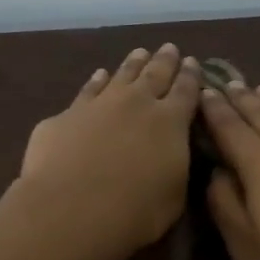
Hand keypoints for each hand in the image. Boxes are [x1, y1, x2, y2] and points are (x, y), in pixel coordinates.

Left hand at [18, 43, 202, 256]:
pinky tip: (99, 75)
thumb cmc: (136, 211)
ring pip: (121, 75)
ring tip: (140, 53)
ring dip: (133, 63)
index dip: (191, 76)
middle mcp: (137, 103)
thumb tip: (175, 153)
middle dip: (165, 61)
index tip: (193, 63)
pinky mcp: (66, 115)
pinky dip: (96, 80)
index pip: (186, 91)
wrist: (72, 209)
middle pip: (154, 74)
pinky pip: (87, 90)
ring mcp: (99, 104)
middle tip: (169, 48)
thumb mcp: (174, 195)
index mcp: (170, 122)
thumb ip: (176, 166)